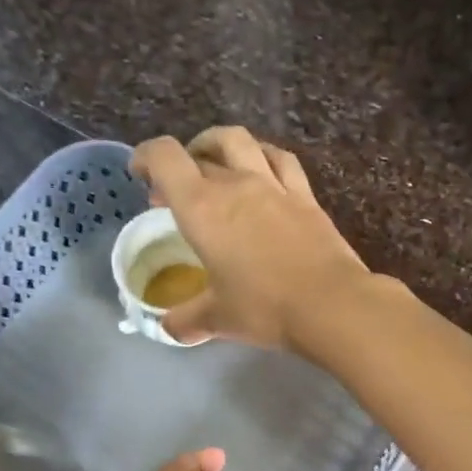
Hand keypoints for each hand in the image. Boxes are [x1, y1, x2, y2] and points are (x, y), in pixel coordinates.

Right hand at [130, 127, 372, 350]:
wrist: (330, 304)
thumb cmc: (264, 308)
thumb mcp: (217, 319)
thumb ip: (187, 321)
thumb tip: (168, 328)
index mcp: (202, 208)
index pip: (165, 158)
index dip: (146, 157)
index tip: (140, 175)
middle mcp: (236, 185)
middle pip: (201, 152)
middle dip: (180, 165)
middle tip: (175, 191)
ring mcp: (274, 186)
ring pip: (241, 141)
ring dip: (219, 145)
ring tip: (215, 163)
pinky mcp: (305, 196)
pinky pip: (280, 160)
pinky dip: (263, 157)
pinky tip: (262, 169)